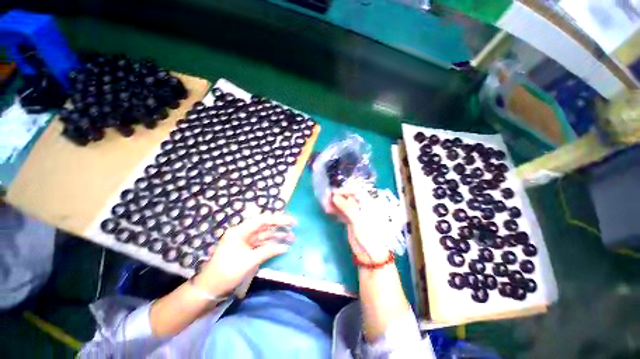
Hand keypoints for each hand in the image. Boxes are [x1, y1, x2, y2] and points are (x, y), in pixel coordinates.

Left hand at [194, 213, 295, 295]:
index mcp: (240, 231)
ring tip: (291, 237)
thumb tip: (285, 247)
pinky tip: (282, 245)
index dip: (278, 219)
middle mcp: (243, 232)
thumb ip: (268, 251)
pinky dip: (271, 243)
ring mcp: (245, 240)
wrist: (209, 288)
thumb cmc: (227, 272)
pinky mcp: (247, 248)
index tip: (291, 221)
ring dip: (277, 235)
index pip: (262, 220)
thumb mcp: (249, 261)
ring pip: (265, 234)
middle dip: (280, 225)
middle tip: (294, 226)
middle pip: (265, 225)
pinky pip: (262, 243)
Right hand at [327, 189, 389, 263]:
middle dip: (337, 197)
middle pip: (349, 198)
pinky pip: (342, 213)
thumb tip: (334, 197)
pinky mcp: (351, 221)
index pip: (357, 192)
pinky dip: (335, 210)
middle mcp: (363, 207)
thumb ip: (347, 207)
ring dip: (334, 203)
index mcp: (370, 204)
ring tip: (325, 204)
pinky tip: (328, 210)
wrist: (371, 256)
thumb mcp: (359, 221)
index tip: (333, 192)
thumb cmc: (370, 236)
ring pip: (344, 205)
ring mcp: (357, 214)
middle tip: (326, 197)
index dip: (345, 190)